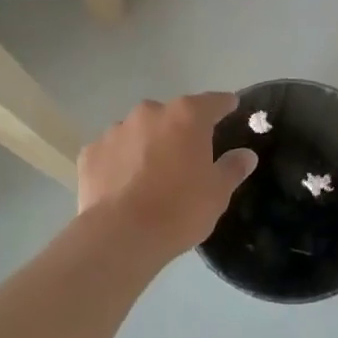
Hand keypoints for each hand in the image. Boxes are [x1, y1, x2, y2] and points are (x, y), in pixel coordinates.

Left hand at [78, 93, 257, 263]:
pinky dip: (120, 162)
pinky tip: (123, 185)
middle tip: (187, 157)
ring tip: (151, 175)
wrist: (121, 236)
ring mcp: (116, 130)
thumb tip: (246, 154)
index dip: (224, 105)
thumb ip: (233, 168)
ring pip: (139, 131)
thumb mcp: (217, 193)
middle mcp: (150, 112)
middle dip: (181, 130)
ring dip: (148, 145)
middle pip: (172, 115)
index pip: (213, 101)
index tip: (231, 109)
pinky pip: (112, 151)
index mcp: (187, 116)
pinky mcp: (91, 152)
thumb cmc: (180, 209)